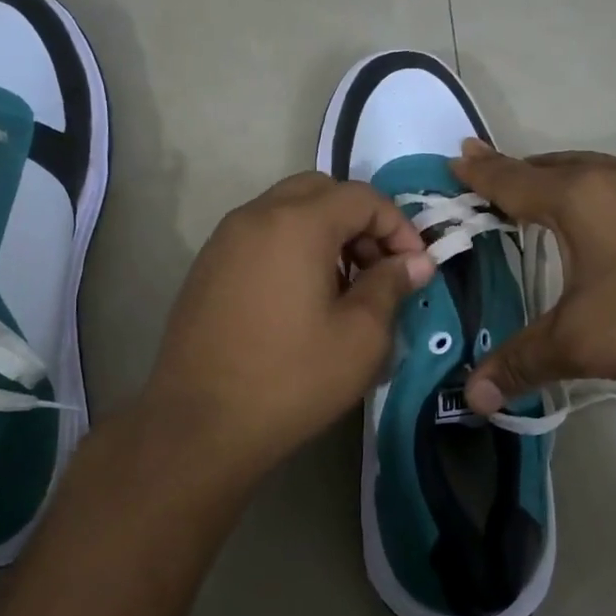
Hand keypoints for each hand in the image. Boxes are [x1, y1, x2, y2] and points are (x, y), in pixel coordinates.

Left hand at [140, 173, 435, 483]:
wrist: (200, 424)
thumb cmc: (291, 379)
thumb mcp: (360, 338)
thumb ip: (390, 286)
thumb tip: (414, 262)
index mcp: (297, 223)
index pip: (361, 197)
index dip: (398, 225)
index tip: (414, 266)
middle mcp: (256, 216)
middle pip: (320, 191)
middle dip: (359, 221)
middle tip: (377, 267)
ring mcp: (224, 239)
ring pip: (286, 210)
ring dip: (324, 232)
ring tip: (343, 286)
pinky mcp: (207, 266)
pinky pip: (260, 235)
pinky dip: (292, 247)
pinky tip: (301, 298)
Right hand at [450, 140, 615, 413]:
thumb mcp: (584, 341)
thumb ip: (522, 363)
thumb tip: (470, 396)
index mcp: (577, 195)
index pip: (510, 178)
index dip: (478, 172)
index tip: (452, 159)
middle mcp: (612, 179)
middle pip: (548, 166)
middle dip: (512, 172)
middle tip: (483, 180)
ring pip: (586, 174)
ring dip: (553, 182)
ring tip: (531, 200)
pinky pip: (614, 190)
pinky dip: (587, 197)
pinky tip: (595, 228)